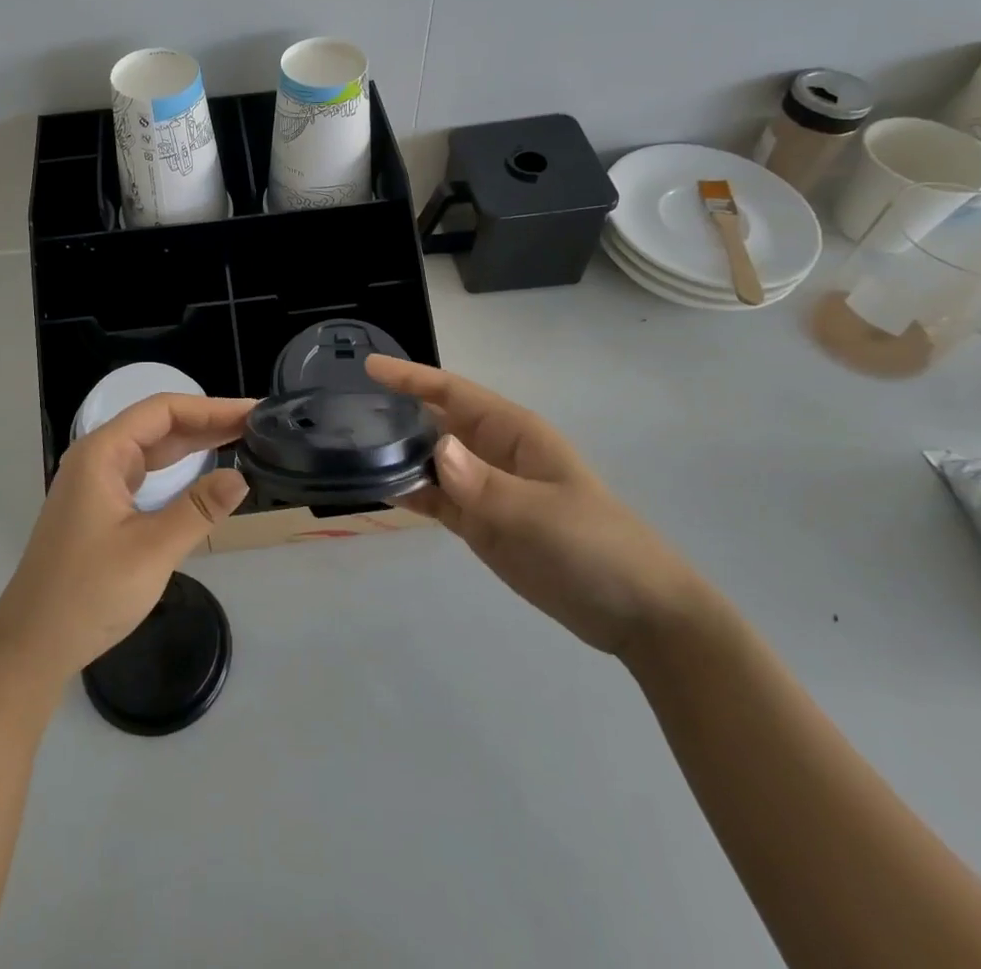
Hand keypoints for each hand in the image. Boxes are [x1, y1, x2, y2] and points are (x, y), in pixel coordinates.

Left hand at [0, 393, 252, 682]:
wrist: (31, 646)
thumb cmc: (88, 594)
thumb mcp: (151, 550)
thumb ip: (198, 509)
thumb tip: (241, 477)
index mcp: (102, 453)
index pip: (164, 411)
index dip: (212, 407)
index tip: (253, 412)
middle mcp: (98, 458)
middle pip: (160, 425)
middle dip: (208, 422)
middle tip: (259, 425)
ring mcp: (98, 483)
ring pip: (154, 448)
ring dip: (196, 443)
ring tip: (243, 438)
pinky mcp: (102, 507)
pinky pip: (147, 473)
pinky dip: (180, 468)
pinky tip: (205, 471)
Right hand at [365, 355, 711, 657]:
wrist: (635, 613)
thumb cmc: (596, 547)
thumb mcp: (543, 514)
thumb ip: (486, 485)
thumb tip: (435, 448)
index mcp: (514, 433)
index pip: (453, 393)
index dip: (412, 377)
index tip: (370, 366)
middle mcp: (494, 452)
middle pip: (436, 420)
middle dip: (397, 410)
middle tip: (345, 408)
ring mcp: (486, 489)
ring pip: (431, 460)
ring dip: (398, 453)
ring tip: (352, 447)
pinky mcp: (481, 523)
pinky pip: (437, 499)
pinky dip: (411, 493)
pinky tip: (381, 489)